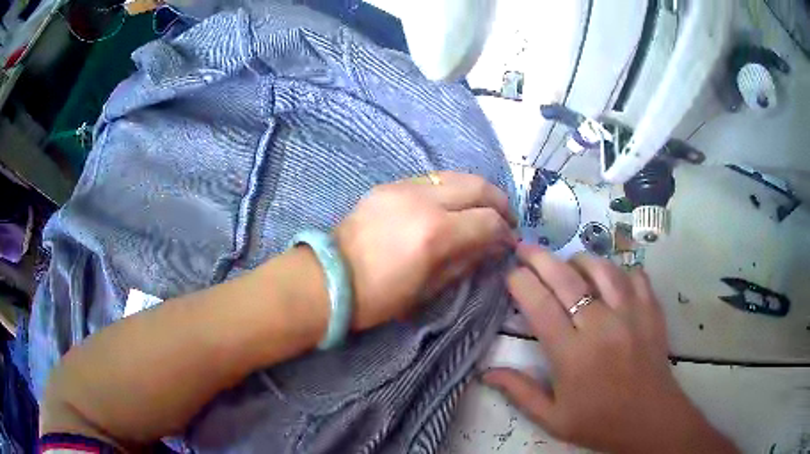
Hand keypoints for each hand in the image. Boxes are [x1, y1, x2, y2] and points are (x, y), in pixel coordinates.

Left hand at [334, 171, 516, 329]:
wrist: (329, 279)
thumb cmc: (379, 297)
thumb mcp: (429, 288)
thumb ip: (466, 260)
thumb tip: (492, 246)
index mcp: (436, 232)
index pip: (488, 221)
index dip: (505, 232)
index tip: (509, 242)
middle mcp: (424, 200)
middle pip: (478, 186)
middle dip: (499, 202)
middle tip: (506, 219)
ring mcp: (404, 187)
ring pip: (455, 176)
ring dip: (476, 191)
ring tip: (482, 209)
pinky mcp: (389, 185)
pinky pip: (431, 179)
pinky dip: (450, 189)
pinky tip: (451, 205)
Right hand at [483, 245, 737, 453]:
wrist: (650, 419)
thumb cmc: (599, 422)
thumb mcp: (552, 419)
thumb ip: (519, 393)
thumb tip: (486, 372)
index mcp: (572, 355)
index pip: (539, 305)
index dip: (520, 282)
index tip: (510, 273)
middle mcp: (600, 326)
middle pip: (566, 278)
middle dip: (539, 258)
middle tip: (524, 248)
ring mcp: (631, 313)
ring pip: (601, 268)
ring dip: (579, 259)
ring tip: (567, 263)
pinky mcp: (651, 309)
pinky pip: (634, 274)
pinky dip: (618, 270)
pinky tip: (610, 278)